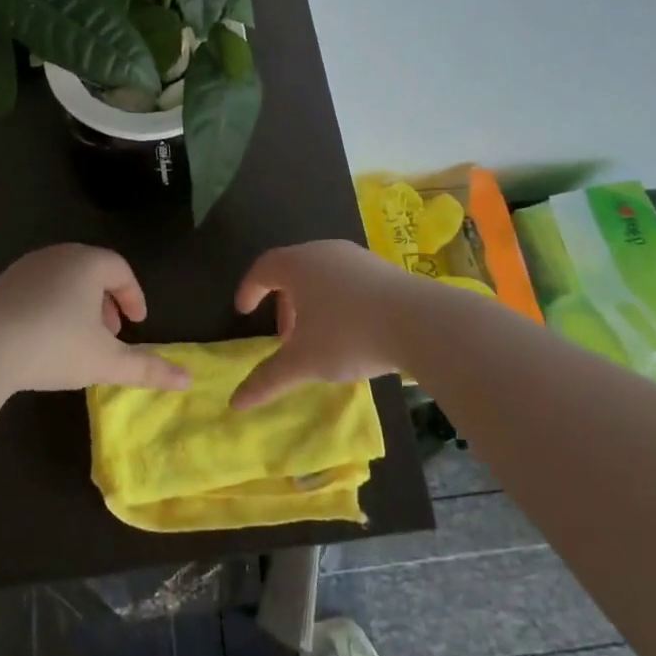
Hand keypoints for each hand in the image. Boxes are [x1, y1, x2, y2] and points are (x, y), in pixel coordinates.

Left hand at [0, 244, 189, 394]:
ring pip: (62, 280)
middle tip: (111, 333)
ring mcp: (24, 268)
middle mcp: (57, 256)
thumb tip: (187, 380)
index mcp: (87, 263)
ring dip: (77, 304)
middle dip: (106, 301)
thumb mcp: (105, 361)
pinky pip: (36, 289)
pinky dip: (49, 307)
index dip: (133, 295)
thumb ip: (147, 368)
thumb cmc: (54, 346)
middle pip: (91, 271)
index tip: (138, 322)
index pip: (120, 269)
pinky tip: (42, 338)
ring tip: (78, 338)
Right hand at [230, 240, 418, 408]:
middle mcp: (324, 251)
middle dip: (284, 303)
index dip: (249, 290)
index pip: (263, 268)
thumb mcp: (304, 361)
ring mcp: (357, 257)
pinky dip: (338, 301)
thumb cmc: (349, 334)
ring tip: (318, 338)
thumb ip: (268, 379)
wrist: (420, 322)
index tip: (244, 312)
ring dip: (312, 304)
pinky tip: (352, 332)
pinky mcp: (384, 269)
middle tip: (285, 337)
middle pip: (293, 271)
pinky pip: (349, 281)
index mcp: (298, 264)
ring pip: (323, 276)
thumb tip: (235, 403)